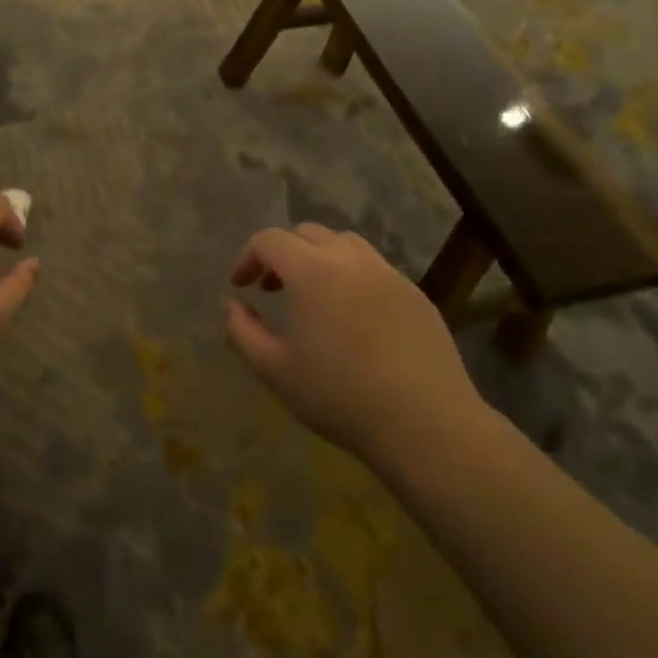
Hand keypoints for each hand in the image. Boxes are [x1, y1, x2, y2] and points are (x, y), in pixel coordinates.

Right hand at [225, 224, 486, 467]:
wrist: (425, 423)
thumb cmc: (339, 396)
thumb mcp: (274, 369)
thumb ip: (243, 330)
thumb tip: (232, 304)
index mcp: (312, 271)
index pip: (270, 240)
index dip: (248, 257)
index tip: (241, 287)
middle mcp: (351, 260)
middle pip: (308, 233)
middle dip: (282, 254)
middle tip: (272, 290)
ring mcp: (389, 274)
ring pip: (345, 244)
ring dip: (319, 259)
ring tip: (314, 296)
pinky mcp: (416, 294)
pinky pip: (375, 269)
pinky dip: (352, 277)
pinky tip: (354, 317)